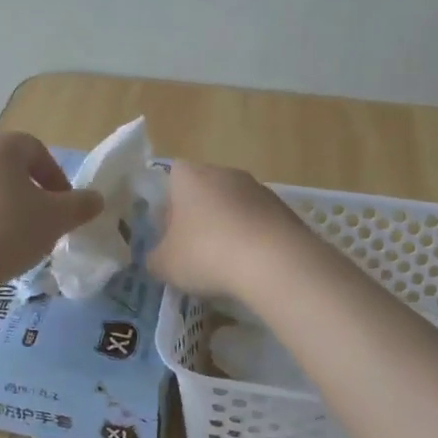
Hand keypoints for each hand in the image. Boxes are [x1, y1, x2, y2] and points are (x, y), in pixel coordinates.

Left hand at [0, 132, 103, 286]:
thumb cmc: (8, 231)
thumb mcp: (56, 219)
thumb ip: (81, 205)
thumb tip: (96, 199)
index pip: (36, 149)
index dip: (55, 176)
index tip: (63, 205)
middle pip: (6, 166)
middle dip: (27, 190)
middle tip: (40, 219)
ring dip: (0, 204)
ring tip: (11, 236)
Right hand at [145, 159, 312, 298]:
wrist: (274, 262)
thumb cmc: (207, 253)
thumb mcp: (165, 265)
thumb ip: (154, 258)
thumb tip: (157, 258)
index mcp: (189, 176)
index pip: (172, 179)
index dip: (169, 207)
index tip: (170, 234)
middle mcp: (224, 172)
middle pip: (204, 191)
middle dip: (199, 218)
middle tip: (195, 251)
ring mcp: (257, 188)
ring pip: (233, 206)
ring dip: (228, 228)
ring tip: (227, 263)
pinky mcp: (283, 208)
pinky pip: (258, 222)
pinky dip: (253, 239)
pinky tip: (252, 265)